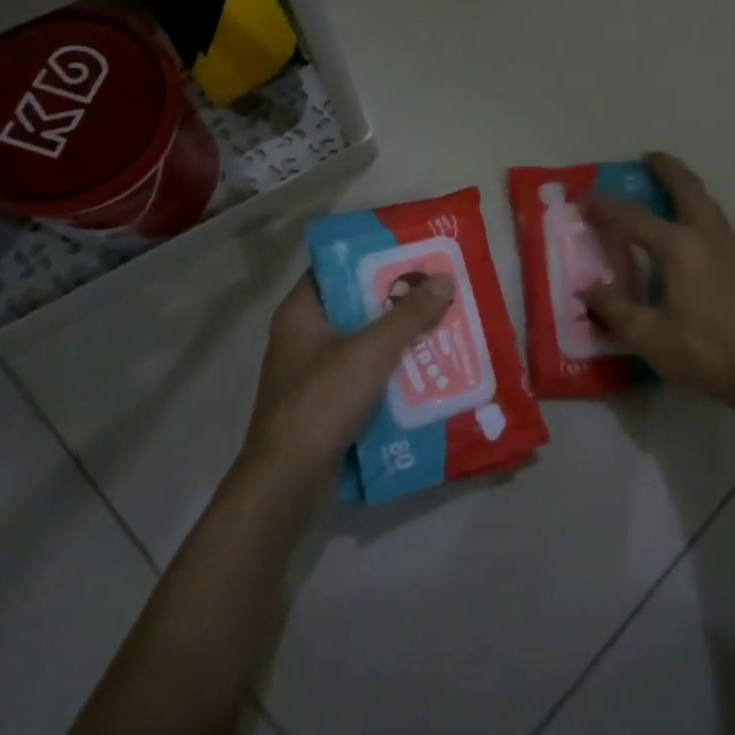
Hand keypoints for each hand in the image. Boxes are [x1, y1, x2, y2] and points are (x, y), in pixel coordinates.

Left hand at [242, 271, 454, 485]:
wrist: (288, 480)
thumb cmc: (322, 401)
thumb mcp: (371, 351)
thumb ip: (409, 315)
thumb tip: (445, 278)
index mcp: (301, 313)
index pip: (337, 268)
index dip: (374, 258)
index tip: (413, 254)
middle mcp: (303, 337)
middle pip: (355, 305)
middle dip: (397, 300)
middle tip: (438, 289)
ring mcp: (313, 372)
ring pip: (363, 342)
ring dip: (399, 337)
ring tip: (442, 324)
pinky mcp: (326, 403)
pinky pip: (364, 374)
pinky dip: (391, 370)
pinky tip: (426, 369)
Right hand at [582, 152, 734, 407]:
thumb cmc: (706, 352)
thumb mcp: (650, 336)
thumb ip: (615, 308)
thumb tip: (588, 287)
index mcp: (679, 247)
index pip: (633, 218)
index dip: (605, 207)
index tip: (584, 199)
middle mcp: (707, 235)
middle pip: (687, 187)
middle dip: (666, 168)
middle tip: (647, 158)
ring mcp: (732, 247)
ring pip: (707, 202)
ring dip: (686, 187)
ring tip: (668, 187)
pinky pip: (716, 221)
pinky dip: (698, 209)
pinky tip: (690, 232)